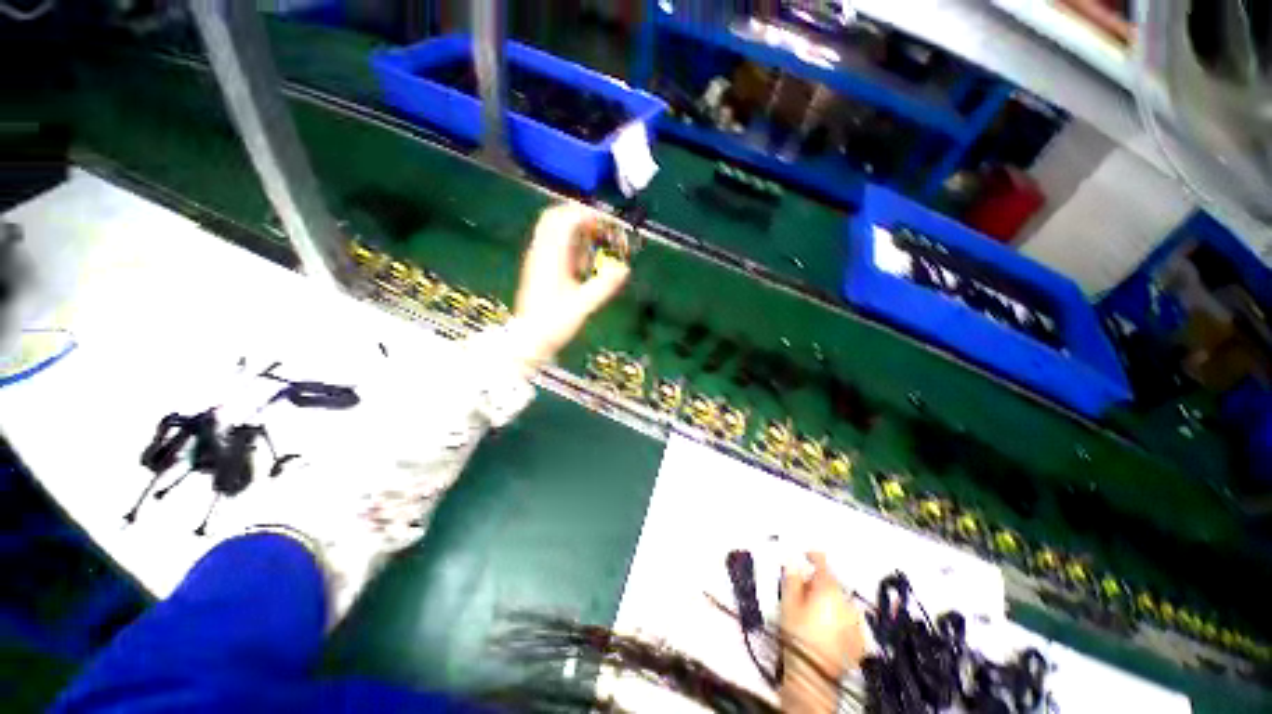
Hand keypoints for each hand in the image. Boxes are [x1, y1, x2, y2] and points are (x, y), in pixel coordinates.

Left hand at [512, 203, 630, 366]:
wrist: (528, 339)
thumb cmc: (554, 323)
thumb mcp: (583, 306)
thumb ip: (604, 286)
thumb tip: (625, 268)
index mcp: (551, 257)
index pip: (566, 220)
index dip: (588, 215)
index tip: (607, 222)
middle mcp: (541, 252)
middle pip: (555, 217)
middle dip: (579, 216)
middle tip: (600, 228)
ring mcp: (537, 259)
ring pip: (552, 230)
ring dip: (574, 230)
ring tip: (594, 244)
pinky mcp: (537, 268)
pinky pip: (552, 244)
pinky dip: (569, 244)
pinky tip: (581, 262)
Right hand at [779, 552, 863, 713]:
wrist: (813, 674)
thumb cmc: (797, 634)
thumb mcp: (787, 602)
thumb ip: (791, 578)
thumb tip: (793, 562)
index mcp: (828, 589)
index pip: (822, 562)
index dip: (813, 555)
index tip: (806, 555)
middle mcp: (847, 602)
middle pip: (832, 583)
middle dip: (819, 583)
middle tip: (804, 592)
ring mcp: (856, 622)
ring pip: (842, 602)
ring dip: (831, 601)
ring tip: (815, 614)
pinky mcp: (861, 641)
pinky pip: (850, 621)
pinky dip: (841, 619)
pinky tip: (829, 628)